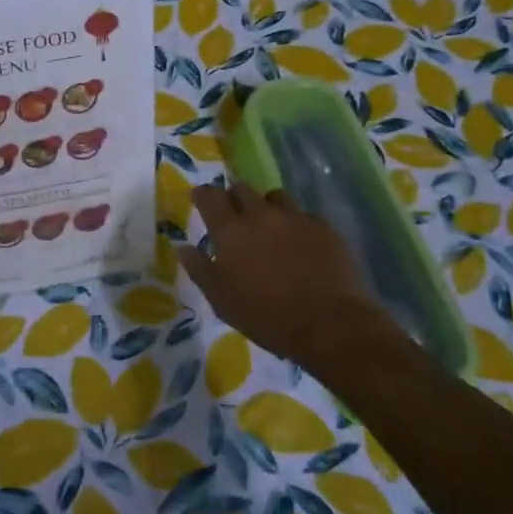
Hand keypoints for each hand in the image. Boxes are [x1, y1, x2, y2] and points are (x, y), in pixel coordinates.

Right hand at [178, 182, 405, 381]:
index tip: (199, 198)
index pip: (210, 197)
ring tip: (269, 225)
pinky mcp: (323, 227)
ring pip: (275, 196)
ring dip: (266, 206)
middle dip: (234, 197)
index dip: (202, 194)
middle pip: (242, 188)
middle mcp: (260, 215)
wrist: (329, 324)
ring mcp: (295, 218)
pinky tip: (300, 243)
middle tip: (234, 216)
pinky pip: (304, 215)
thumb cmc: (267, 316)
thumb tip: (183, 247)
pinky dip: (296, 223)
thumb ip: (200, 270)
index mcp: (231, 231)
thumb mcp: (222, 301)